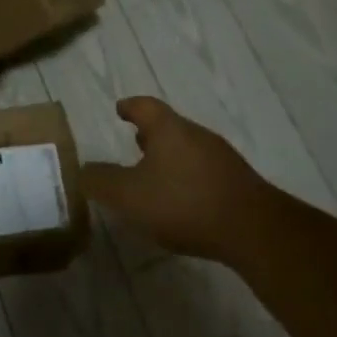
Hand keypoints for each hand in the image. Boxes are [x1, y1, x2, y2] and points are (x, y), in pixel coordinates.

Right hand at [82, 97, 276, 264]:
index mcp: (169, 129)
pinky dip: (187, 177)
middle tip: (134, 142)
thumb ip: (101, 181)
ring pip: (188, 149)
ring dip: (169, 157)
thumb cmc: (184, 202)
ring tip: (154, 175)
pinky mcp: (238, 183)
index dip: (130, 107)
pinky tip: (182, 200)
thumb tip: (82, 170)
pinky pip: (204, 171)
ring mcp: (221, 158)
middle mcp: (197, 135)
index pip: (145, 106)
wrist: (254, 230)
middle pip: (169, 126)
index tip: (120, 109)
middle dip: (150, 134)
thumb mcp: (129, 195)